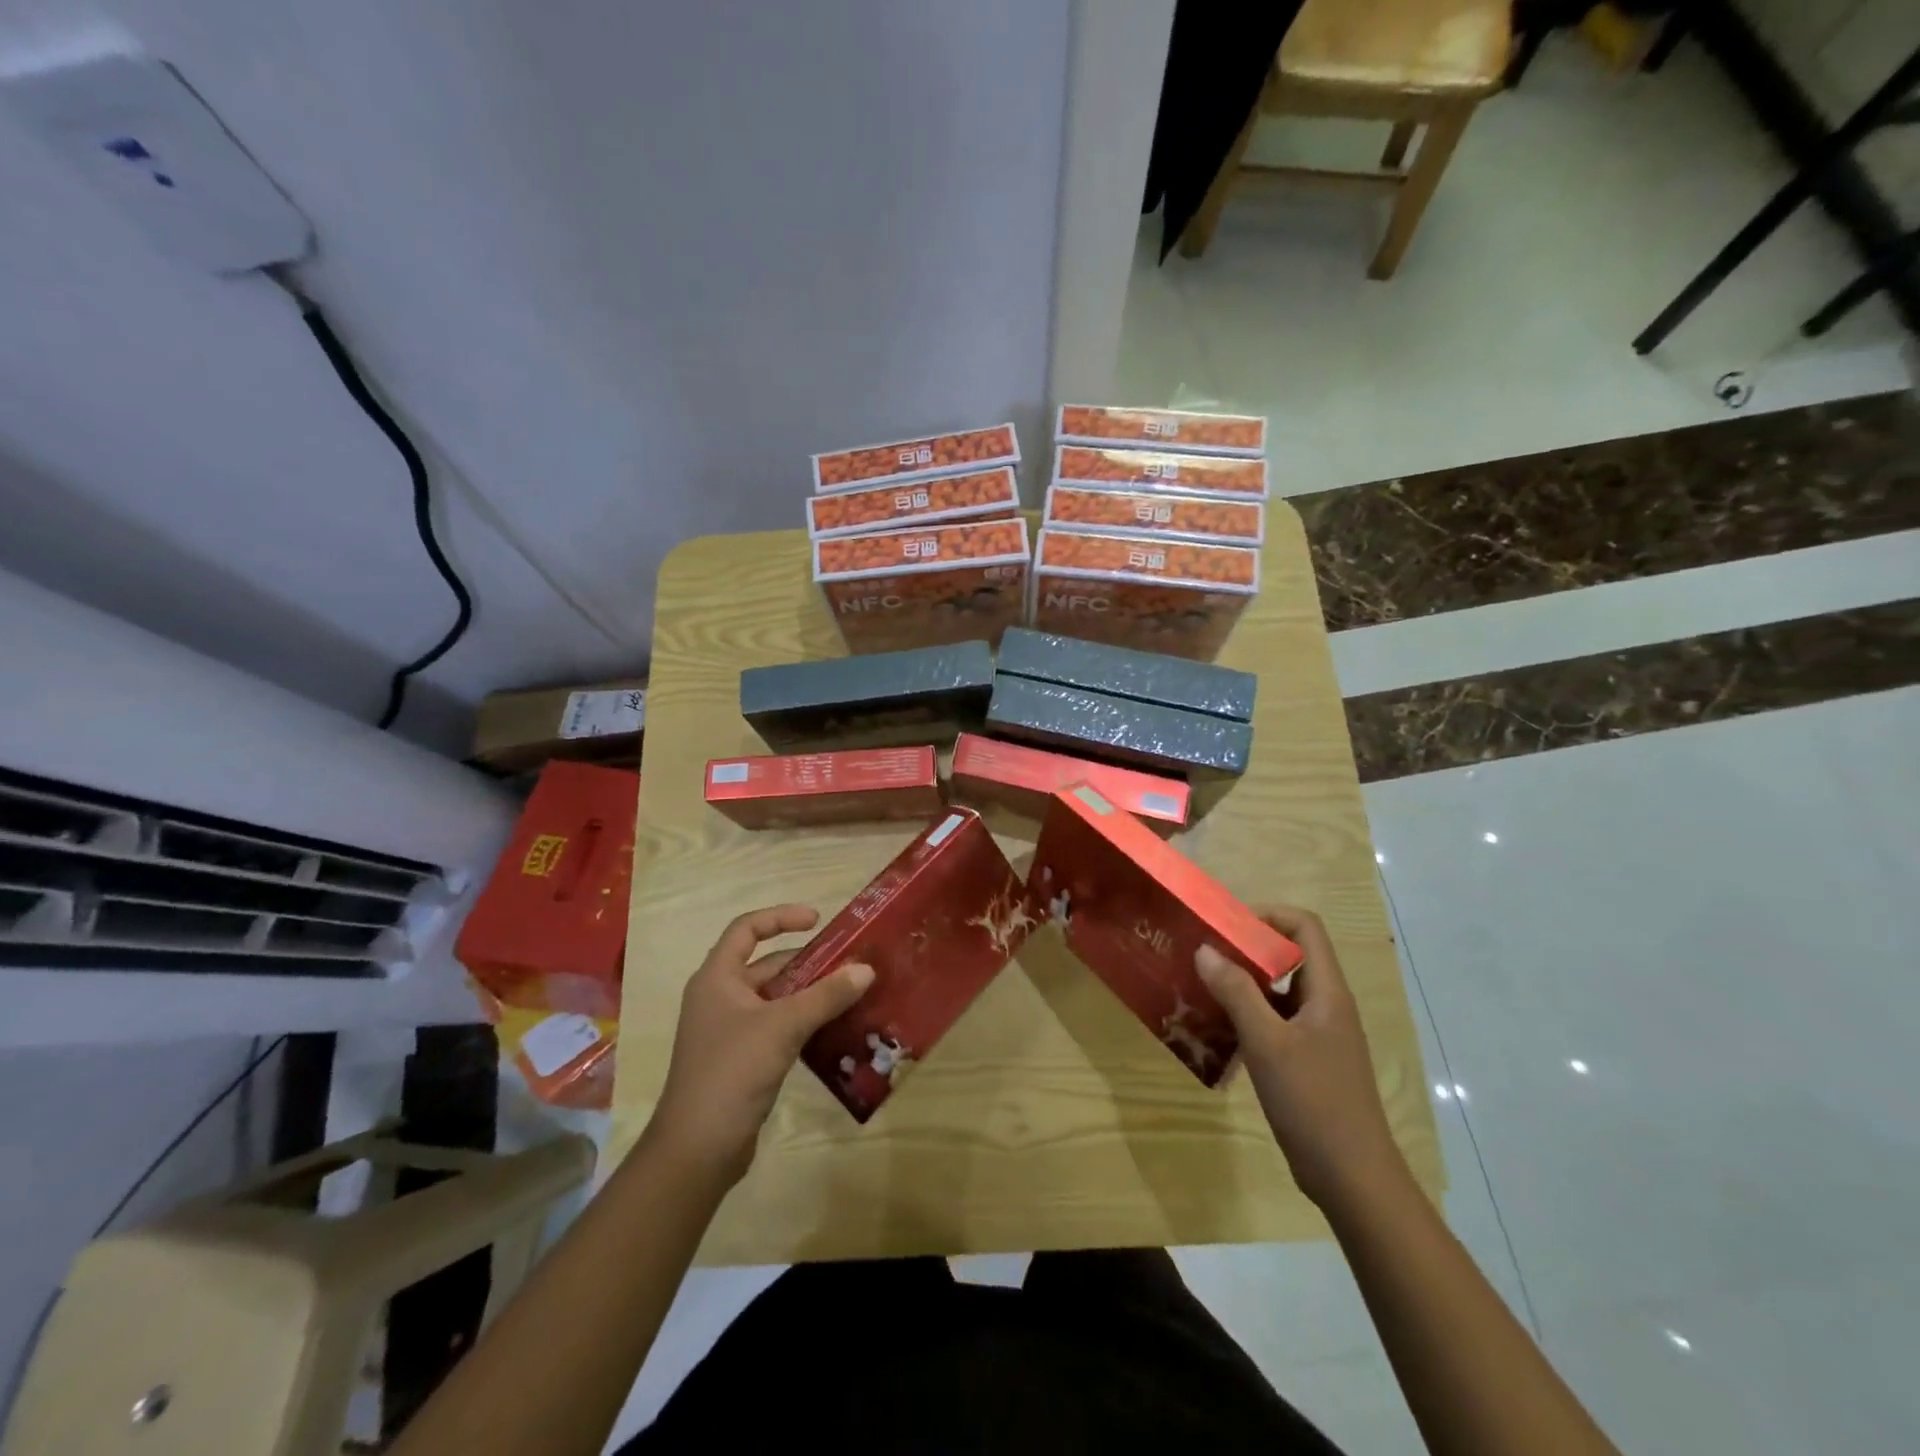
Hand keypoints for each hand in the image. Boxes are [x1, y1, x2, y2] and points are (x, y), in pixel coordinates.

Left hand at [647, 904, 873, 1184]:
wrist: (697, 1150)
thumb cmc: (732, 1072)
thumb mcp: (783, 1027)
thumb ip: (826, 995)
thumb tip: (866, 969)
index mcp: (717, 978)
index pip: (747, 929)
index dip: (781, 917)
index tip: (818, 921)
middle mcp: (720, 997)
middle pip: (767, 965)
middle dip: (807, 962)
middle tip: (849, 963)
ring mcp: (730, 1030)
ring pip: (775, 998)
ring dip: (809, 994)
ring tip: (851, 993)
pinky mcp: (742, 1059)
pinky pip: (778, 1026)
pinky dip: (804, 1021)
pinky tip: (834, 1029)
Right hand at [1195, 905, 1405, 1209]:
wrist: (1352, 1178)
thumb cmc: (1314, 1102)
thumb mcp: (1267, 1043)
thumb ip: (1236, 992)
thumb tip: (1205, 949)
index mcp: (1326, 992)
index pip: (1304, 927)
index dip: (1267, 916)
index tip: (1225, 927)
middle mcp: (1325, 1004)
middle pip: (1289, 955)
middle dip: (1245, 949)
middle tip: (1203, 955)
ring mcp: (1318, 1034)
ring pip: (1278, 991)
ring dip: (1242, 984)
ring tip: (1200, 988)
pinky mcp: (1307, 1060)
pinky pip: (1274, 1021)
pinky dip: (1246, 1016)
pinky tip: (1216, 1030)